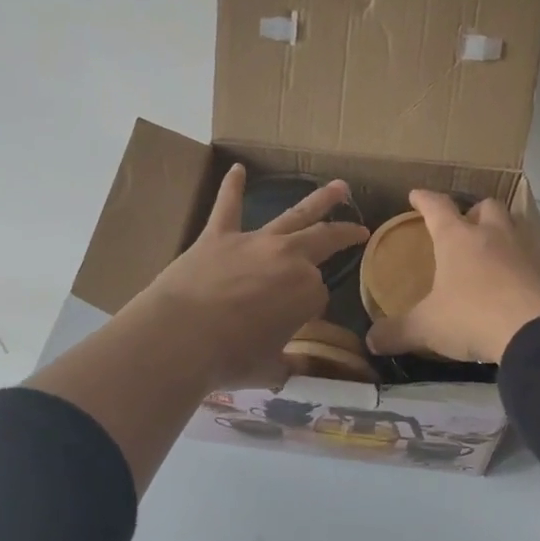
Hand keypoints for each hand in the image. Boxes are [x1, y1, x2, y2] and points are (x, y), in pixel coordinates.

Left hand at [134, 164, 368, 388]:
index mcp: (307, 293)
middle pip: (323, 240)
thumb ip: (288, 365)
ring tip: (338, 186)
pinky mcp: (218, 236)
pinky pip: (228, 206)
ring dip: (319, 200)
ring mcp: (254, 242)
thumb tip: (297, 371)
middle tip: (359, 229)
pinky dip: (232, 187)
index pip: (318, 295)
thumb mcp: (269, 370)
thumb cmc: (229, 358)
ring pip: (294, 215)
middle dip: (344, 234)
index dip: (308, 309)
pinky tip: (237, 169)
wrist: (180, 337)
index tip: (295, 321)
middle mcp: (288, 259)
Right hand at [364, 191, 539, 364]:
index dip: (424, 200)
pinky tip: (513, 281)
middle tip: (464, 225)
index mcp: (456, 238)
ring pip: (513, 226)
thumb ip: (397, 332)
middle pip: (485, 207)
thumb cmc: (471, 316)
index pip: (437, 207)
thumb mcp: (426, 327)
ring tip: (490, 250)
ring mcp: (523, 251)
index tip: (416, 195)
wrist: (534, 331)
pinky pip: (532, 257)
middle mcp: (491, 235)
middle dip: (473, 211)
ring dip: (501, 232)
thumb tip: (371, 341)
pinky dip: (520, 263)